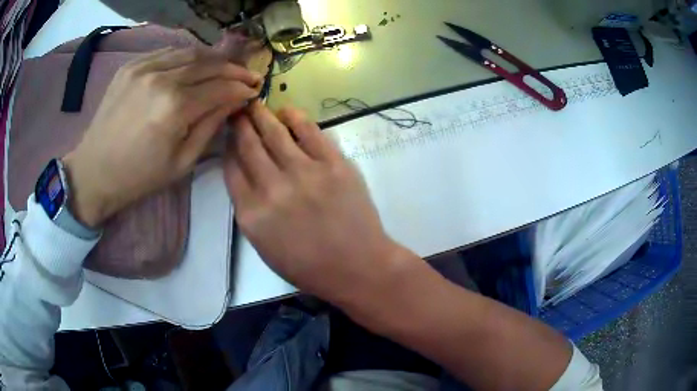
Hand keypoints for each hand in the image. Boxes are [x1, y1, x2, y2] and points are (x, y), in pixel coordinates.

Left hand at [63, 47, 261, 226]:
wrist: (94, 171)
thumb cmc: (139, 176)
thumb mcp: (182, 162)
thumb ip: (211, 126)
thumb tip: (235, 101)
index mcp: (174, 108)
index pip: (219, 88)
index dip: (241, 88)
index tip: (254, 90)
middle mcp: (161, 79)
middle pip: (208, 63)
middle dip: (232, 69)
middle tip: (246, 75)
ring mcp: (143, 67)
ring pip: (190, 52)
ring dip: (212, 59)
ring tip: (224, 68)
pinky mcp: (131, 65)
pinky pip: (167, 52)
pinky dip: (186, 56)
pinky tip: (193, 65)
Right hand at [224, 102, 411, 305]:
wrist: (357, 267)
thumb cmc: (309, 267)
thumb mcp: (265, 247)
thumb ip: (250, 209)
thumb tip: (245, 175)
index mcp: (252, 214)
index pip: (232, 169)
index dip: (228, 148)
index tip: (228, 136)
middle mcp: (272, 188)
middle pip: (248, 146)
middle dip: (240, 125)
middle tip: (236, 110)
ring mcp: (304, 172)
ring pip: (275, 133)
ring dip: (261, 115)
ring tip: (255, 104)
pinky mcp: (333, 164)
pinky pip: (310, 132)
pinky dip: (295, 117)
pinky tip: (286, 111)